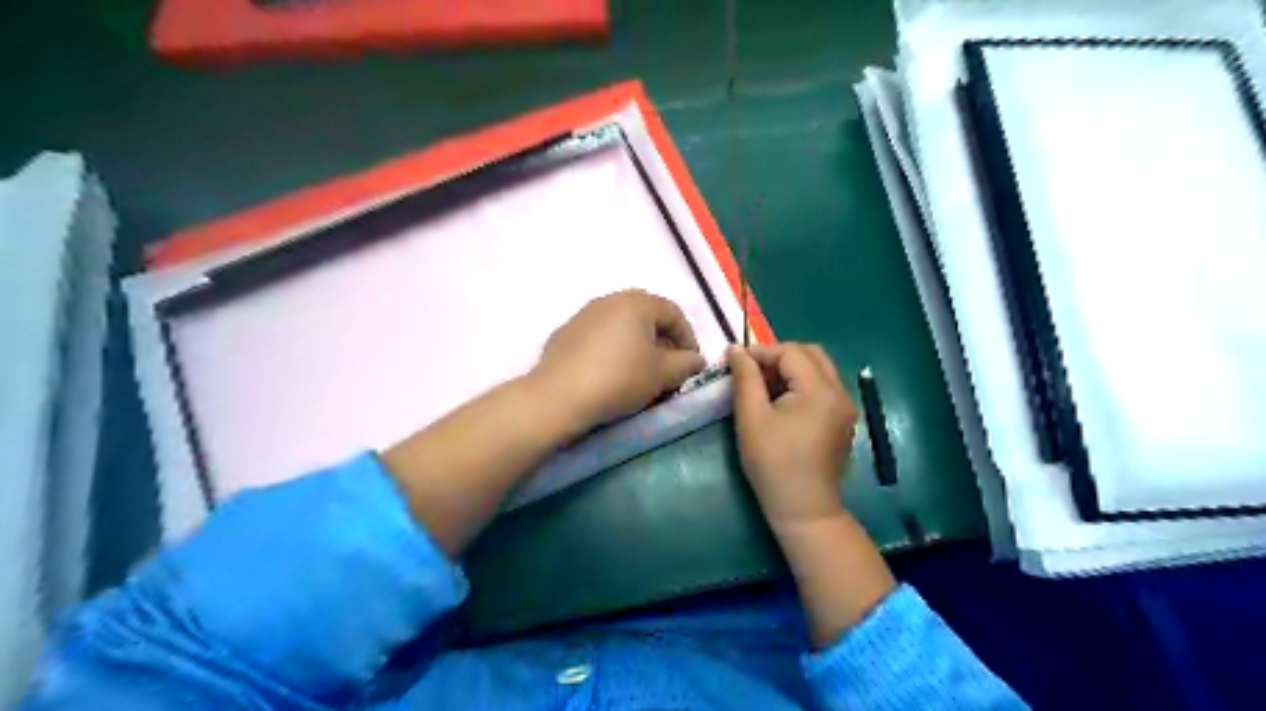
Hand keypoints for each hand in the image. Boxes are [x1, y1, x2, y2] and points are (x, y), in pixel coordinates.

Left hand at [531, 288, 707, 433]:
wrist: (559, 396)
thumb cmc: (619, 379)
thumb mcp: (662, 375)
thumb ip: (685, 364)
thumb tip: (696, 360)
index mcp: (637, 303)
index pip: (674, 313)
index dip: (689, 338)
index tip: (692, 364)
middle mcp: (609, 300)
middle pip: (646, 317)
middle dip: (662, 341)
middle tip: (668, 368)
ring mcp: (583, 315)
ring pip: (621, 326)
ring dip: (637, 346)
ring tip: (641, 373)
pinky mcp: (564, 334)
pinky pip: (599, 338)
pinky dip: (612, 351)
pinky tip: (611, 375)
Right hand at [722, 341, 859, 529]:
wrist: (804, 509)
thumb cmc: (773, 464)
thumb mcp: (751, 418)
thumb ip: (745, 378)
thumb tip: (735, 349)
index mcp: (820, 390)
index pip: (791, 351)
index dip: (761, 352)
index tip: (736, 363)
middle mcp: (840, 392)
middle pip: (811, 353)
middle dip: (779, 356)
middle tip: (752, 373)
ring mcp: (845, 406)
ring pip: (819, 368)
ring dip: (791, 369)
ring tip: (764, 387)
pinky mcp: (843, 419)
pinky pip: (823, 386)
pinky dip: (802, 383)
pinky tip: (782, 403)